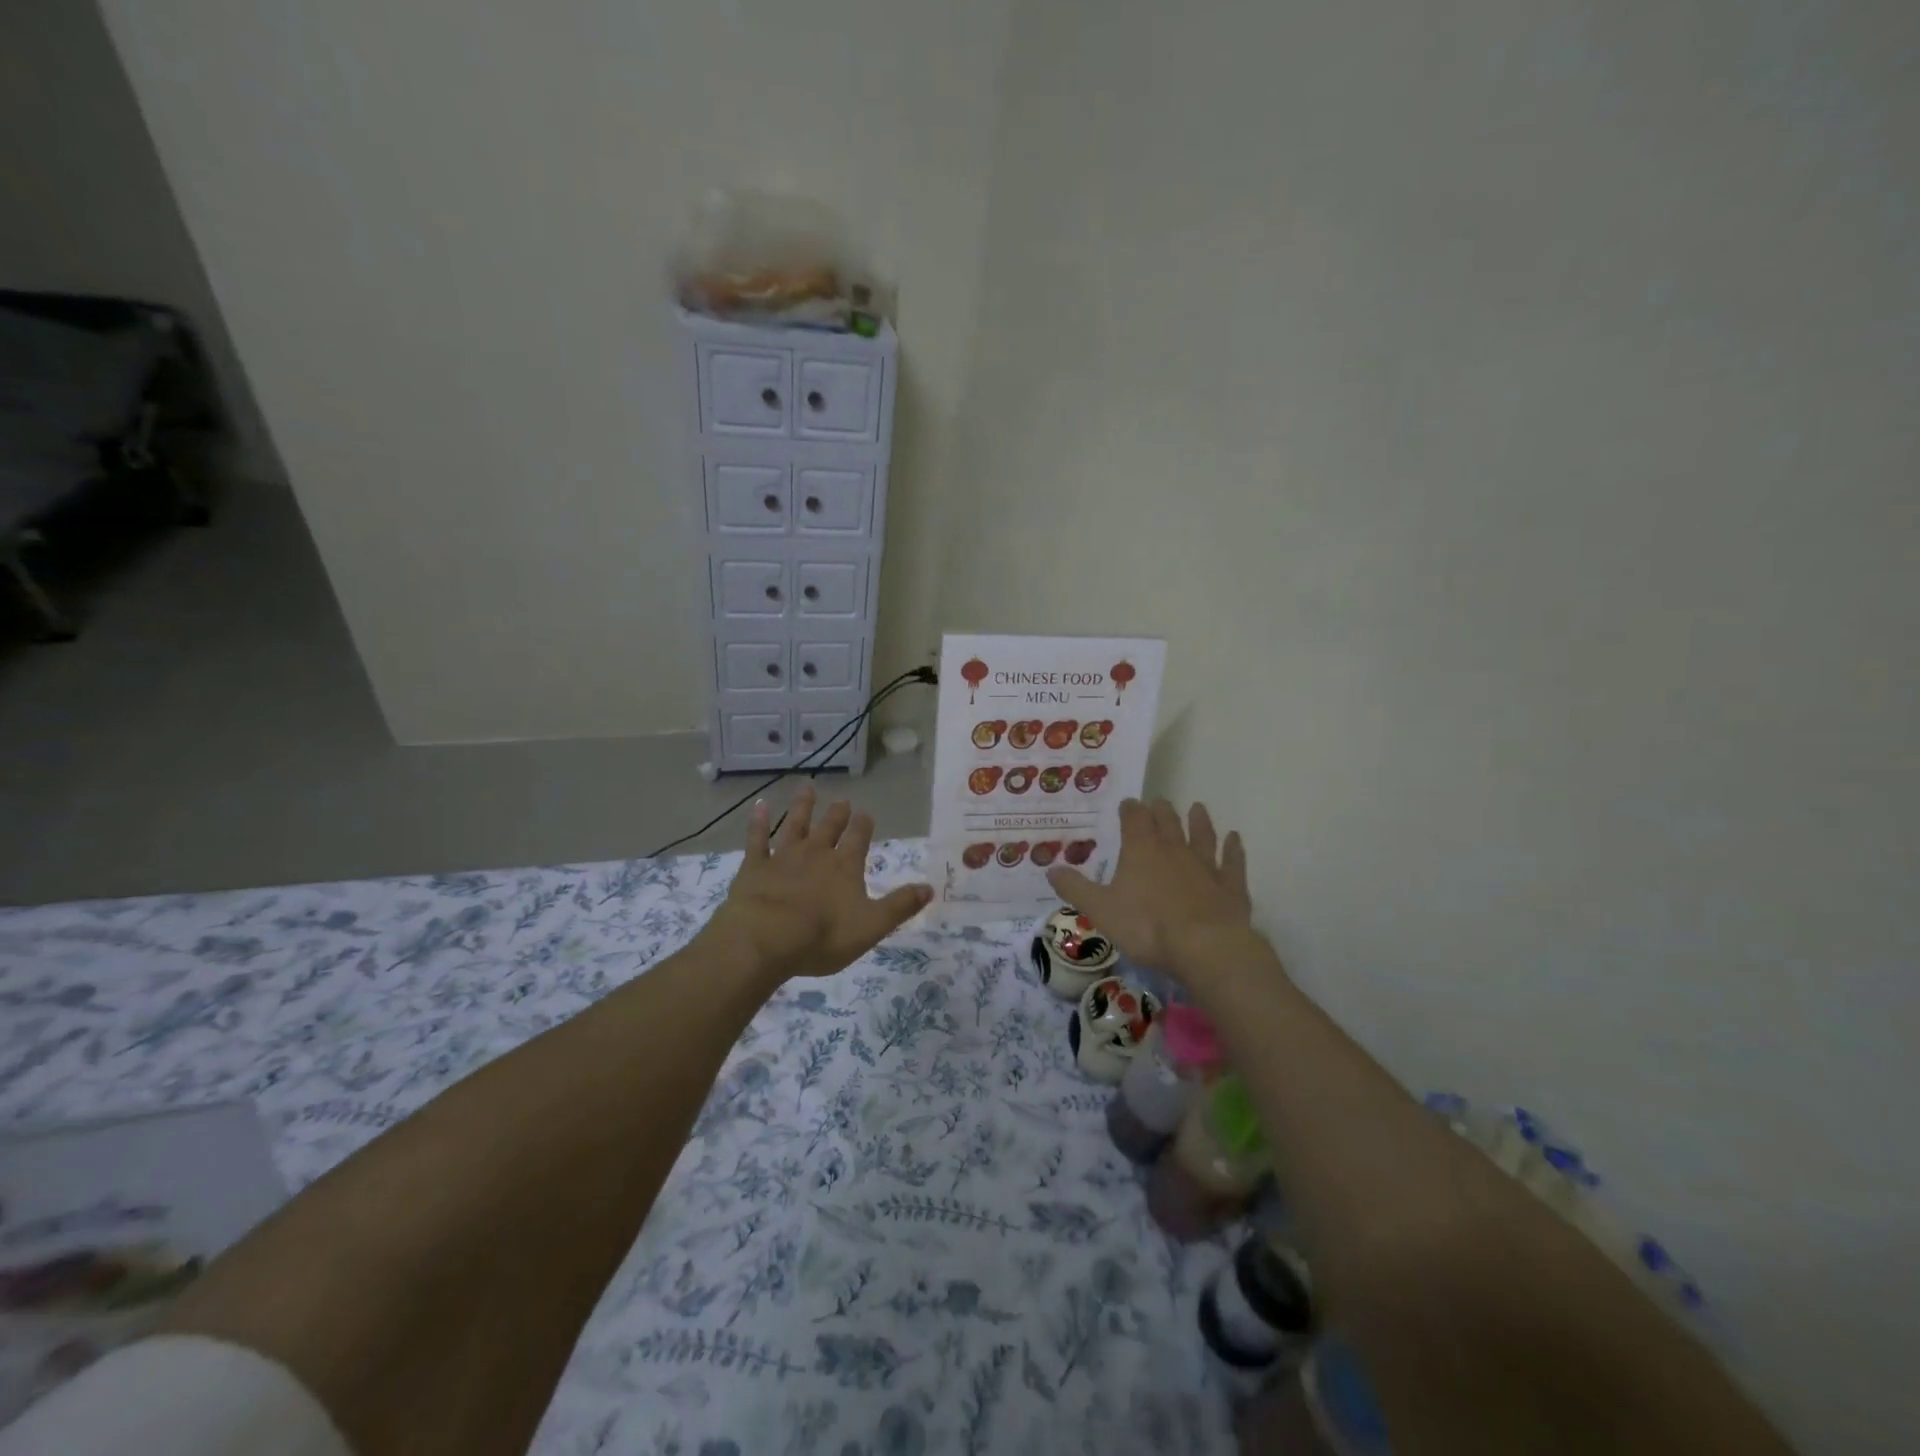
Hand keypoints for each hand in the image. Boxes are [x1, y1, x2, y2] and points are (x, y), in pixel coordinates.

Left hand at [702, 785, 931, 985]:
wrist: (765, 938)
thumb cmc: (822, 936)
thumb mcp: (871, 926)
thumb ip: (900, 906)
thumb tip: (930, 888)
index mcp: (845, 867)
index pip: (859, 838)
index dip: (864, 826)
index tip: (866, 814)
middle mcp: (816, 853)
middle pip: (829, 827)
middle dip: (838, 813)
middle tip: (843, 801)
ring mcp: (783, 857)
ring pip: (795, 824)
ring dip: (802, 806)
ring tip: (807, 788)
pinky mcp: (755, 866)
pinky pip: (757, 838)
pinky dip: (758, 821)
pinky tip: (759, 805)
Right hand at [1046, 799, 1260, 981]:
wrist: (1205, 947)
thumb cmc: (1147, 926)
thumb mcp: (1100, 909)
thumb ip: (1075, 888)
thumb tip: (1050, 868)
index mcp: (1141, 851)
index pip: (1134, 819)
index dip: (1130, 809)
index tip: (1127, 803)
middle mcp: (1174, 850)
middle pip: (1168, 822)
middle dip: (1161, 811)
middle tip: (1158, 803)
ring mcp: (1206, 866)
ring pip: (1202, 835)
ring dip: (1199, 821)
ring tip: (1198, 808)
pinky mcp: (1230, 886)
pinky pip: (1232, 862)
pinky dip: (1234, 849)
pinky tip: (1235, 839)